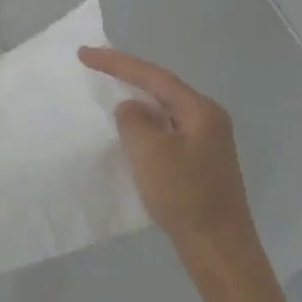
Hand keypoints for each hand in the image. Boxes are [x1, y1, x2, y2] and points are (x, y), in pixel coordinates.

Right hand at [78, 47, 262, 275]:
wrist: (218, 248)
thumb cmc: (184, 196)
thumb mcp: (149, 152)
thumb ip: (133, 120)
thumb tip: (131, 109)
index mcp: (200, 110)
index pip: (153, 76)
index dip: (117, 62)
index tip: (84, 54)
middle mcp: (208, 119)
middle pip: (161, 88)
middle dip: (128, 76)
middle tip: (94, 65)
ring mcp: (206, 142)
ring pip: (163, 110)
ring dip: (135, 101)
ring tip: (107, 91)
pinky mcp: (200, 162)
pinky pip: (165, 131)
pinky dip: (143, 125)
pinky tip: (128, 131)